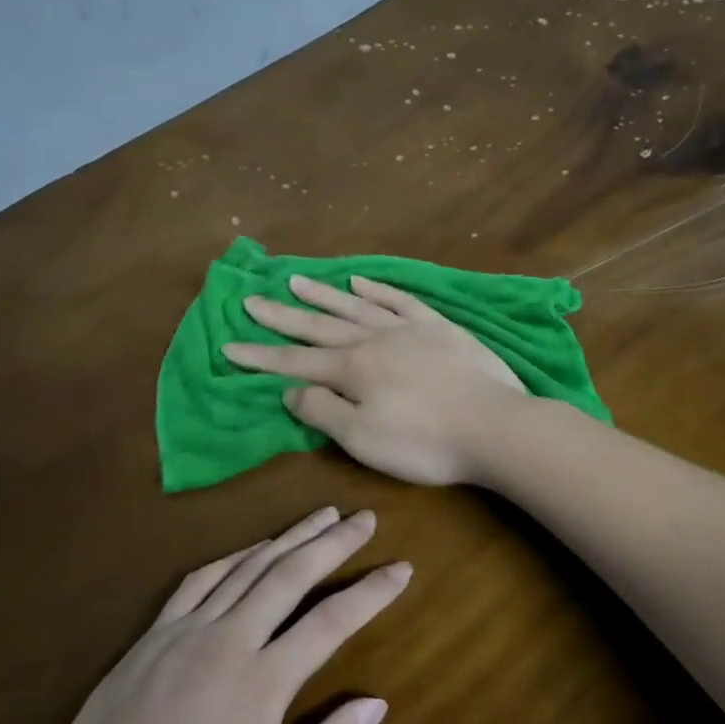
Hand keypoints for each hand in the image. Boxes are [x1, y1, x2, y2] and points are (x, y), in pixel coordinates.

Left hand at [37, 507, 406, 723]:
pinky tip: (250, 550)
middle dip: (334, 541)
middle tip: (364, 517)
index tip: (401, 567)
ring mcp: (187, 630)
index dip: (372, 591)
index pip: (331, 621)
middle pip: (292, 574)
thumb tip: (375, 704)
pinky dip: (233, 558)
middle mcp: (229, 640)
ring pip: (248, 567)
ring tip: (320, 516)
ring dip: (289, 537)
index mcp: (263, 682)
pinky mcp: (154, 634)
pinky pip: (200, 580)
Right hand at [221, 275, 525, 484]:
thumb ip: (322, 411)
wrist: (495, 427)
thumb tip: (288, 389)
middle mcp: (373, 339)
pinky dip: (377, 289)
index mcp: (352, 369)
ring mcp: (408, 329)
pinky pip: (400, 300)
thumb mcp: (362, 438)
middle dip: (281, 316)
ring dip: (323, 295)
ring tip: (295, 281)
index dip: (260, 356)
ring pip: (356, 305)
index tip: (229, 346)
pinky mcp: (439, 327)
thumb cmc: (424, 442)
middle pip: (319, 325)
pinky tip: (360, 281)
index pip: (294, 361)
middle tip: (250, 299)